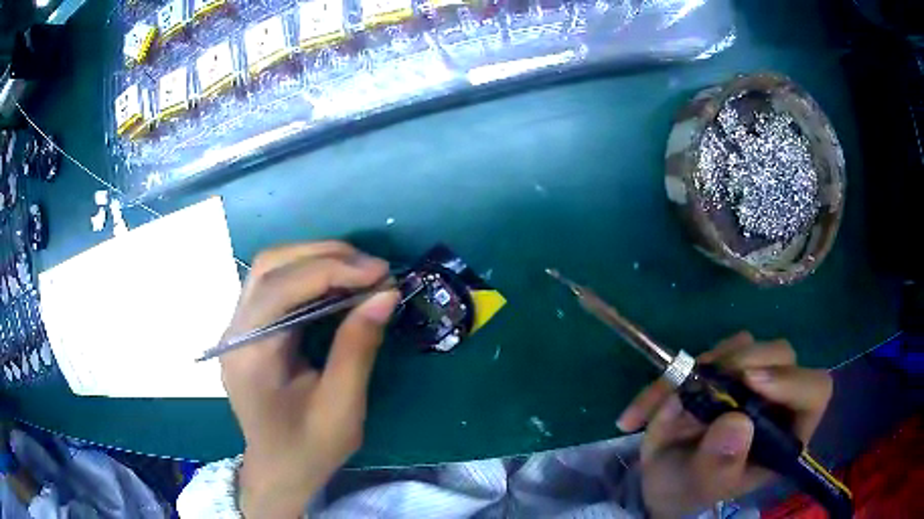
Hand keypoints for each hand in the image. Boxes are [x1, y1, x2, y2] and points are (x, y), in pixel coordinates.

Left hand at [220, 242, 398, 517]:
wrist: (279, 471)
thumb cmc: (309, 449)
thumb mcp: (341, 407)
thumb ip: (358, 347)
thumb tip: (385, 294)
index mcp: (249, 356)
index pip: (281, 290)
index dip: (332, 270)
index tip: (381, 273)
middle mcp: (235, 332)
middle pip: (269, 266)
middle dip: (323, 255)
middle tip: (372, 267)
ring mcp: (238, 328)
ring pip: (269, 268)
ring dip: (315, 258)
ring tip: (359, 270)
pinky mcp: (249, 330)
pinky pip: (274, 285)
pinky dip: (308, 275)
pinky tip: (337, 283)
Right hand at [617, 332, 832, 518]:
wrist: (661, 480)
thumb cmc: (689, 492)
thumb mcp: (701, 487)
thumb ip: (720, 464)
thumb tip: (737, 423)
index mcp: (784, 435)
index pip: (814, 392)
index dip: (791, 381)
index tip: (750, 382)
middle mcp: (775, 402)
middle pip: (781, 357)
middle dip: (745, 362)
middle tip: (709, 379)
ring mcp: (751, 381)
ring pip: (745, 346)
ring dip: (707, 368)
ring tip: (670, 405)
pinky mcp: (724, 371)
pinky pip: (708, 354)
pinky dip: (675, 374)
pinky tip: (650, 407)